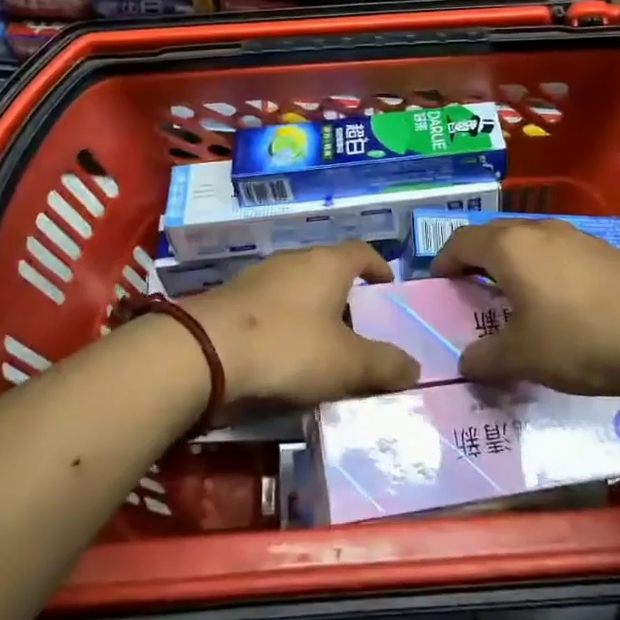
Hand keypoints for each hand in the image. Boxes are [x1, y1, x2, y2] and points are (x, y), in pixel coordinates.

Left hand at [186, 242, 419, 405]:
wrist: (205, 353)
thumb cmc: (288, 347)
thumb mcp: (347, 364)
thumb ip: (384, 365)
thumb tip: (414, 367)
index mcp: (327, 264)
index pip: (362, 251)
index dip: (379, 267)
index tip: (388, 288)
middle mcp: (294, 260)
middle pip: (329, 270)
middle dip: (346, 296)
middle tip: (360, 329)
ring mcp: (259, 277)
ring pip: (298, 289)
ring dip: (313, 312)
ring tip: (323, 348)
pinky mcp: (232, 299)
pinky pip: (271, 307)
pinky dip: (284, 324)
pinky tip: (283, 356)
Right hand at [433, 219, 619, 397]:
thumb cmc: (578, 340)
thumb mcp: (523, 356)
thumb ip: (486, 358)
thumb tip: (466, 362)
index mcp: (510, 247)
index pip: (461, 241)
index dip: (444, 260)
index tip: (438, 282)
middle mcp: (539, 231)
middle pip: (495, 235)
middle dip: (477, 259)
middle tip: (471, 290)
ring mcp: (577, 236)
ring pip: (530, 242)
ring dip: (514, 263)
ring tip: (515, 297)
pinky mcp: (607, 251)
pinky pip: (560, 253)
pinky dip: (546, 270)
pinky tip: (560, 303)